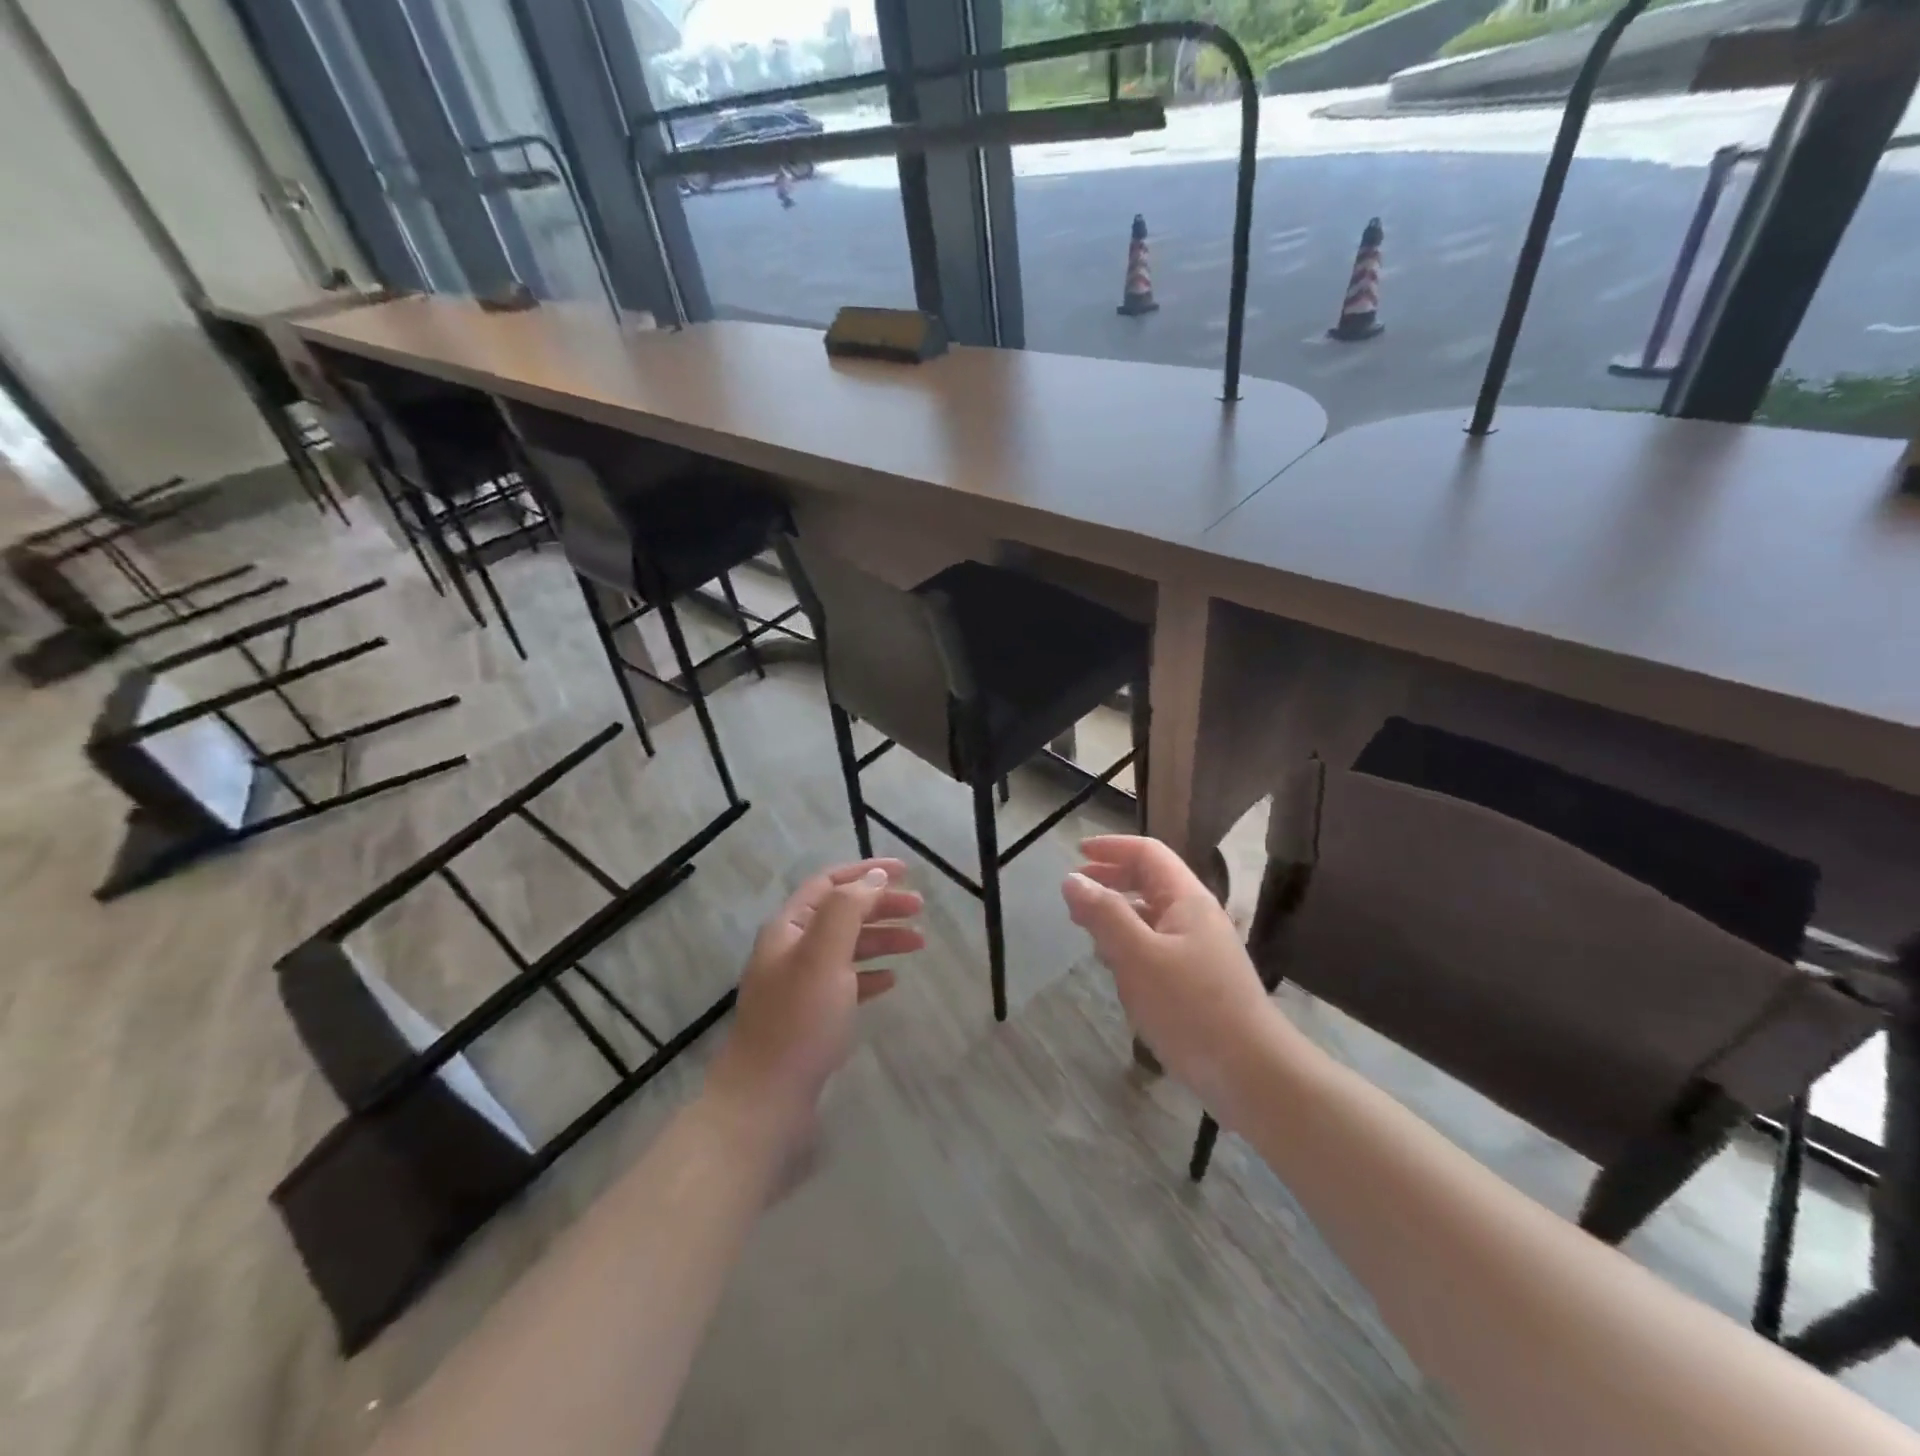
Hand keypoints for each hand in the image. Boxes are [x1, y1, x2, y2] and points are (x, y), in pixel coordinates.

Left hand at [706, 859, 923, 1152]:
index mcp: (788, 928)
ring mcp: (800, 985)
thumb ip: (848, 910)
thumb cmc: (798, 1020)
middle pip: (841, 914)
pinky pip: (846, 983)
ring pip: (847, 948)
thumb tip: (874, 878)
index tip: (906, 871)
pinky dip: (870, 974)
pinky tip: (891, 980)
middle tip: (921, 909)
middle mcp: (791, 950)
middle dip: (881, 906)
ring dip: (882, 939)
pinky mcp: (810, 1017)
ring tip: (919, 944)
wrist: (765, 1099)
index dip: (866, 872)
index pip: (829, 883)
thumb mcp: (824, 955)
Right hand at [1062, 836, 1276, 1115]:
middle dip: (1110, 879)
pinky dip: (1129, 942)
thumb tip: (1073, 879)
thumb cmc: (1191, 1008)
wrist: (1252, 1073)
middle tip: (1074, 892)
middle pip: (1149, 880)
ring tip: (1085, 927)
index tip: (1075, 853)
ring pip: (1151, 914)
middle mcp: (1196, 916)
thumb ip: (1104, 914)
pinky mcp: (1198, 980)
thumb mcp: (1138, 956)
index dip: (1111, 847)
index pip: (1147, 853)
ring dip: (1117, 912)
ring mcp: (1199, 949)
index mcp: (1186, 899)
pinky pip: (1156, 945)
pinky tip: (1114, 965)